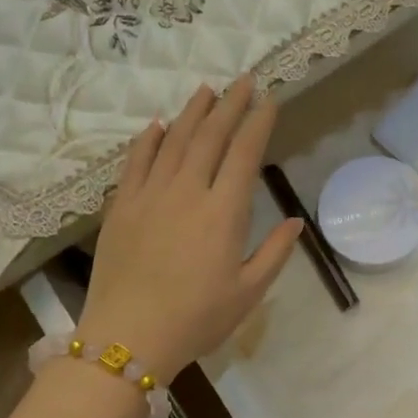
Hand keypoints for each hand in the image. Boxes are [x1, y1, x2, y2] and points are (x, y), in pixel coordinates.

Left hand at [79, 76, 301, 380]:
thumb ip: (275, 253)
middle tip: (242, 80)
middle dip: (230, 105)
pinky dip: (148, 140)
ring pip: (173, 141)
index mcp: (223, 212)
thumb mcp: (248, 293)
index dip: (258, 123)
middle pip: (210, 137)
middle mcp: (187, 192)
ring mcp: (150, 196)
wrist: (129, 336)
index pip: (245, 154)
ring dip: (192, 113)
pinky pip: (135, 162)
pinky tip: (157, 125)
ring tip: (206, 90)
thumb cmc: (197, 319)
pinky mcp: (121, 207)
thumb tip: (296, 221)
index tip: (269, 99)